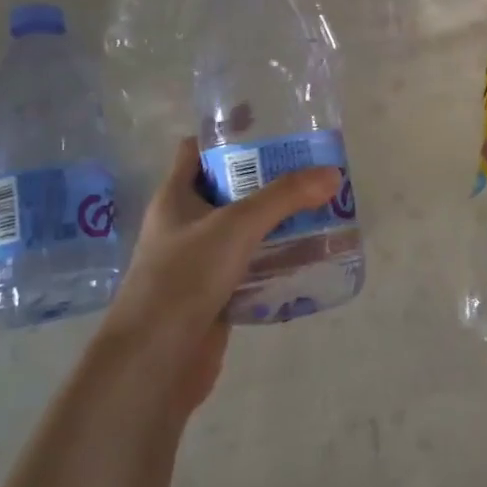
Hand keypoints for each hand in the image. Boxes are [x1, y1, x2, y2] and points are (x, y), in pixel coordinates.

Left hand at [102, 139, 340, 418]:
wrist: (154, 362)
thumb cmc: (184, 278)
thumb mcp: (237, 226)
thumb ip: (285, 198)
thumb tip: (332, 174)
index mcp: (175, 197)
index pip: (196, 150)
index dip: (226, 133)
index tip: (266, 124)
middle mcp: (184, 225)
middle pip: (227, 188)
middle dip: (265, 179)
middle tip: (308, 169)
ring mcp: (198, 262)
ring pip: (242, 230)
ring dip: (275, 221)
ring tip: (318, 208)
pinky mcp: (214, 295)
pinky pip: (250, 267)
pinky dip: (275, 259)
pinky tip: (307, 256)